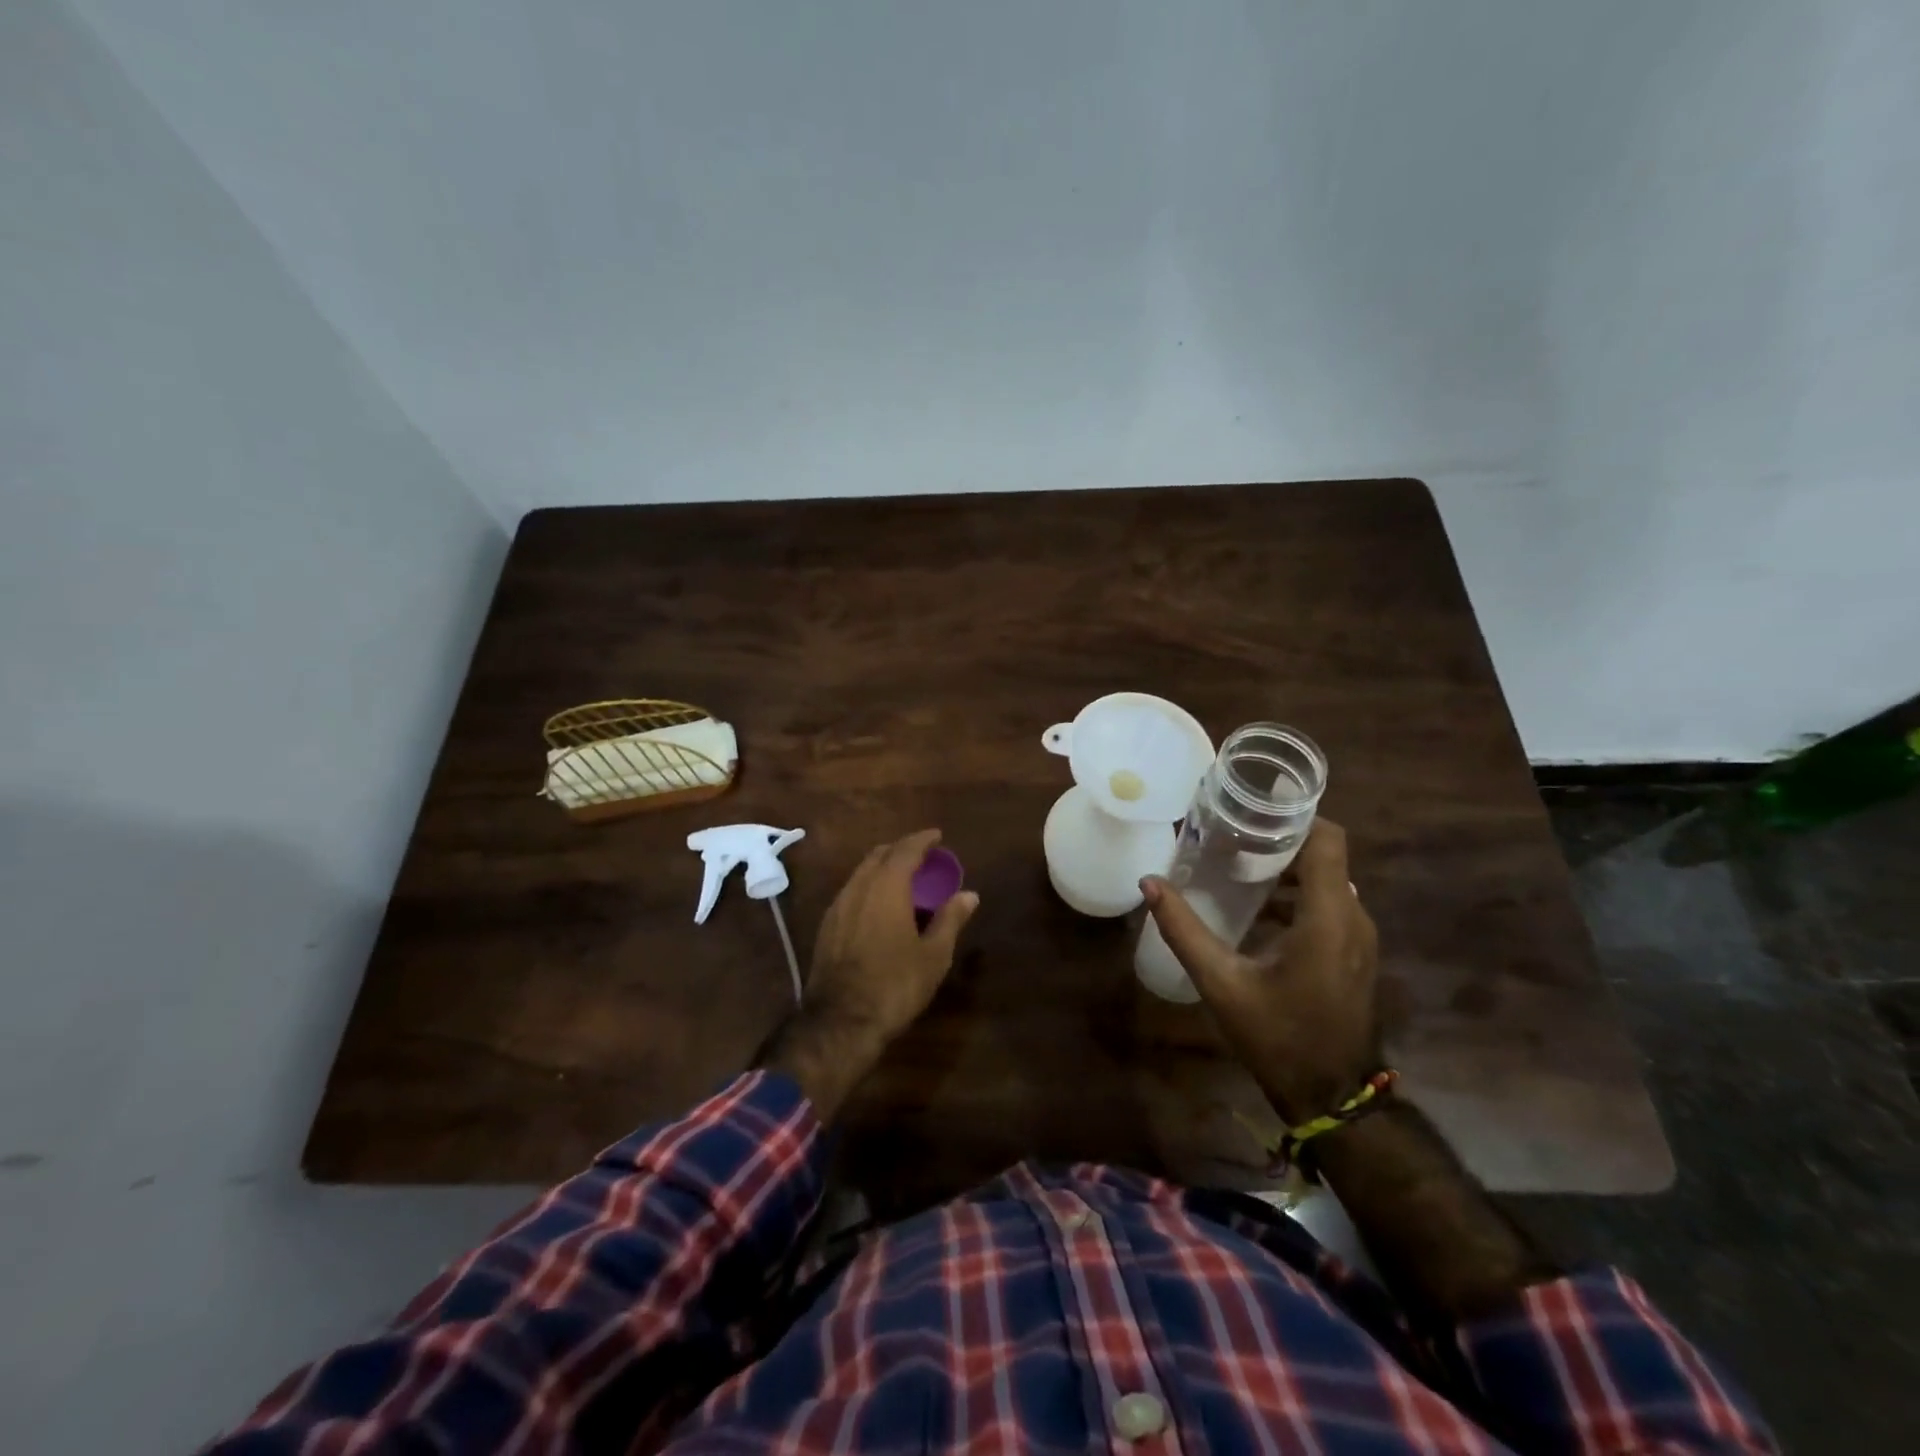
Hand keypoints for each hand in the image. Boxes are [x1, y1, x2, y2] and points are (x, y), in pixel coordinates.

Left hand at [762, 829, 978, 1117]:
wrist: (840, 1021)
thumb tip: (969, 894)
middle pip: (879, 855)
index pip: (905, 850)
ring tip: (902, 878)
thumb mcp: (933, 955)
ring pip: (861, 872)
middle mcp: (859, 887)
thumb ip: (950, 919)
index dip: (922, 839)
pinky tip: (879, 905)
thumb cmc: (895, 985)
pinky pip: (851, 891)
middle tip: (922, 856)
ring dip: (882, 867)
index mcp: (887, 887)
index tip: (937, 836)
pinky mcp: (827, 926)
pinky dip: (869, 886)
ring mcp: (838, 906)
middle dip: (900, 850)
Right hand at [1142, 819, 1379, 1124]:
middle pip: (1324, 855)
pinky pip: (1329, 904)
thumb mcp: (1222, 983)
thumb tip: (1149, 883)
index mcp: (1328, 916)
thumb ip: (1183, 929)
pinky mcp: (1354, 953)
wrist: (1333, 1097)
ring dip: (1286, 868)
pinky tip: (1257, 908)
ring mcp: (1359, 937)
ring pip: (1326, 879)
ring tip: (1236, 865)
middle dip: (1279, 840)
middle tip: (1229, 836)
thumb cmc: (1278, 1037)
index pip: (1328, 839)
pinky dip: (1297, 894)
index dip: (1295, 814)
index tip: (1251, 807)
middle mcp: (1353, 916)